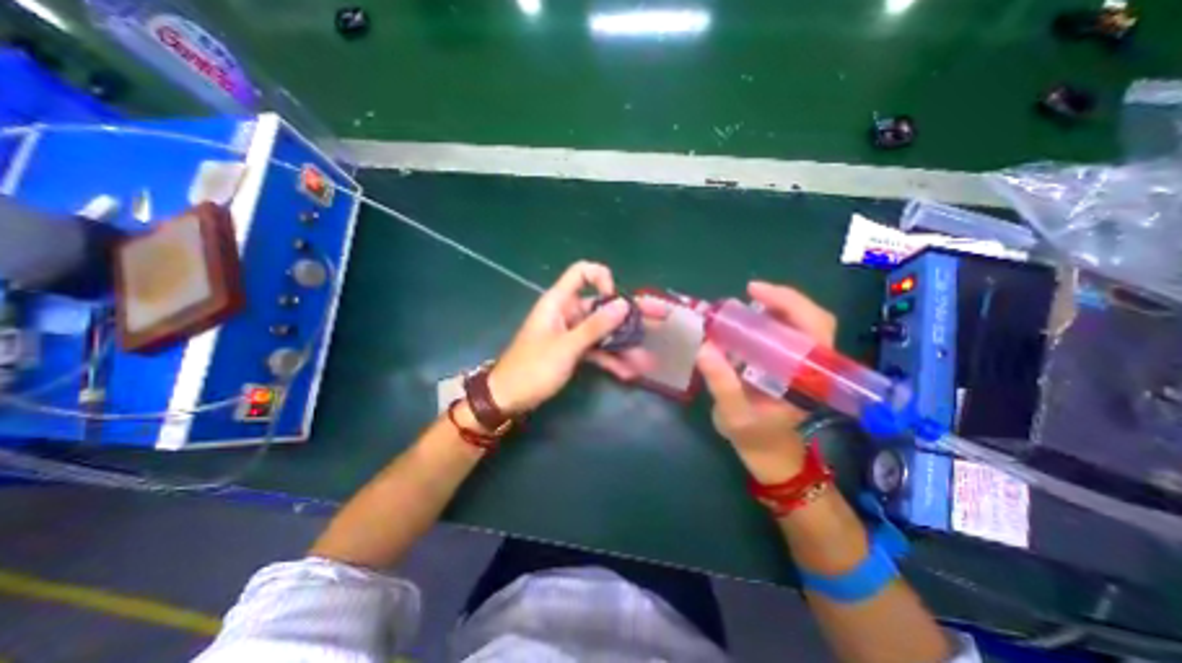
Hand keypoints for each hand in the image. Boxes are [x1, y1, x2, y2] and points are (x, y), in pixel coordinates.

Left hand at [482, 261, 664, 416]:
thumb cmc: (533, 368)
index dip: (602, 279)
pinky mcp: (573, 351)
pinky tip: (628, 373)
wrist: (508, 398)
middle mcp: (568, 313)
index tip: (614, 300)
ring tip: (646, 361)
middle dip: (630, 315)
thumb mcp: (566, 347)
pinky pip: (596, 349)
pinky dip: (610, 359)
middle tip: (661, 318)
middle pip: (602, 306)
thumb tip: (623, 304)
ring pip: (603, 331)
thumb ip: (596, 326)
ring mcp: (572, 333)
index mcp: (559, 302)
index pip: (582, 273)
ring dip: (624, 345)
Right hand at [696, 279, 834, 481]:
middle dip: (782, 299)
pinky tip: (745, 320)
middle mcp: (812, 366)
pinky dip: (766, 319)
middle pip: (812, 320)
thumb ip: (723, 385)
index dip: (791, 303)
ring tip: (743, 304)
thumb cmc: (753, 435)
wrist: (766, 450)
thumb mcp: (734, 414)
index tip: (756, 291)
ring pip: (799, 323)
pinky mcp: (788, 362)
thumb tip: (704, 348)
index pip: (816, 330)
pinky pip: (784, 332)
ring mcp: (801, 362)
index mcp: (809, 378)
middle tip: (748, 291)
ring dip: (774, 307)